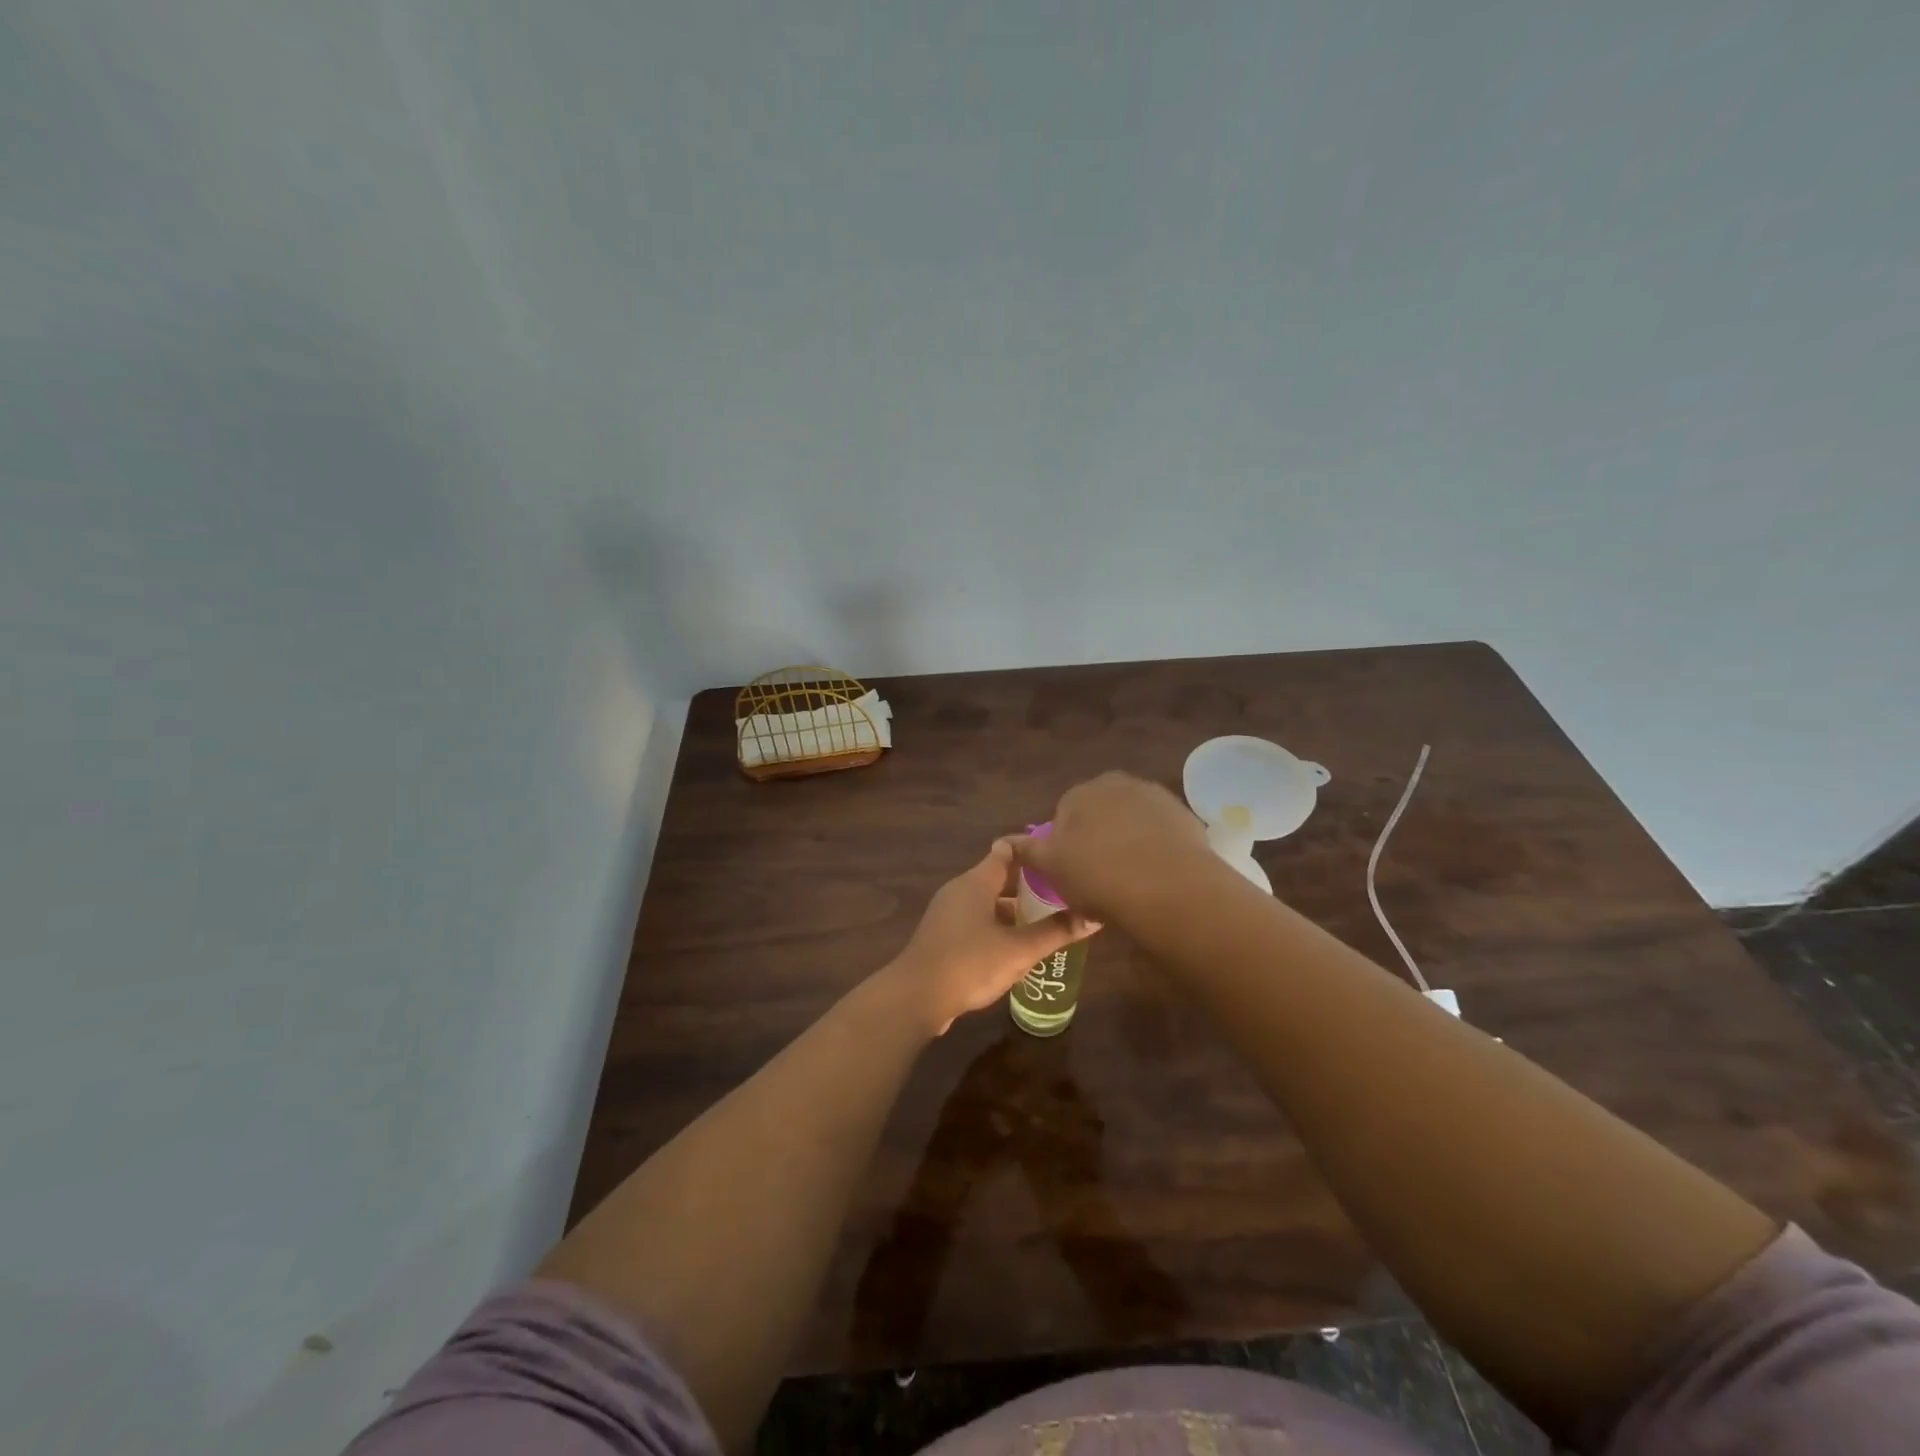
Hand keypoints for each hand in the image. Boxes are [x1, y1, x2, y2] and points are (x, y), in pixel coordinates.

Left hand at [886, 839, 1098, 1035]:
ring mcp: (948, 914)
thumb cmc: (969, 963)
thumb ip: (1056, 932)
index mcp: (976, 882)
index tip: (1059, 853)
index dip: (1032, 849)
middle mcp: (960, 890)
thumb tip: (1094, 918)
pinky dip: (999, 926)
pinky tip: (1018, 945)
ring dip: (1015, 908)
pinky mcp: (943, 937)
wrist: (916, 997)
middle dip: (1029, 883)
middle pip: (998, 876)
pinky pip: (977, 921)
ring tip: (1048, 919)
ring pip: (988, 901)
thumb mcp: (1019, 950)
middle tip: (1063, 890)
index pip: (1006, 849)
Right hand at [1010, 771, 1211, 922]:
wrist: (1169, 888)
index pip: (1064, 814)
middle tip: (1099, 877)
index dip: (1066, 846)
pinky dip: (1156, 848)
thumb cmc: (1098, 876)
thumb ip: (1027, 850)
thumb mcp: (1051, 867)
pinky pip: (1161, 833)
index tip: (1072, 873)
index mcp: (1080, 793)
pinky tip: (1156, 876)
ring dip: (1128, 841)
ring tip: (1130, 880)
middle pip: (1100, 813)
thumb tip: (1003, 840)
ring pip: (1132, 821)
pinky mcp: (1185, 816)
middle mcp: (1117, 784)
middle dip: (1098, 838)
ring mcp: (1155, 797)